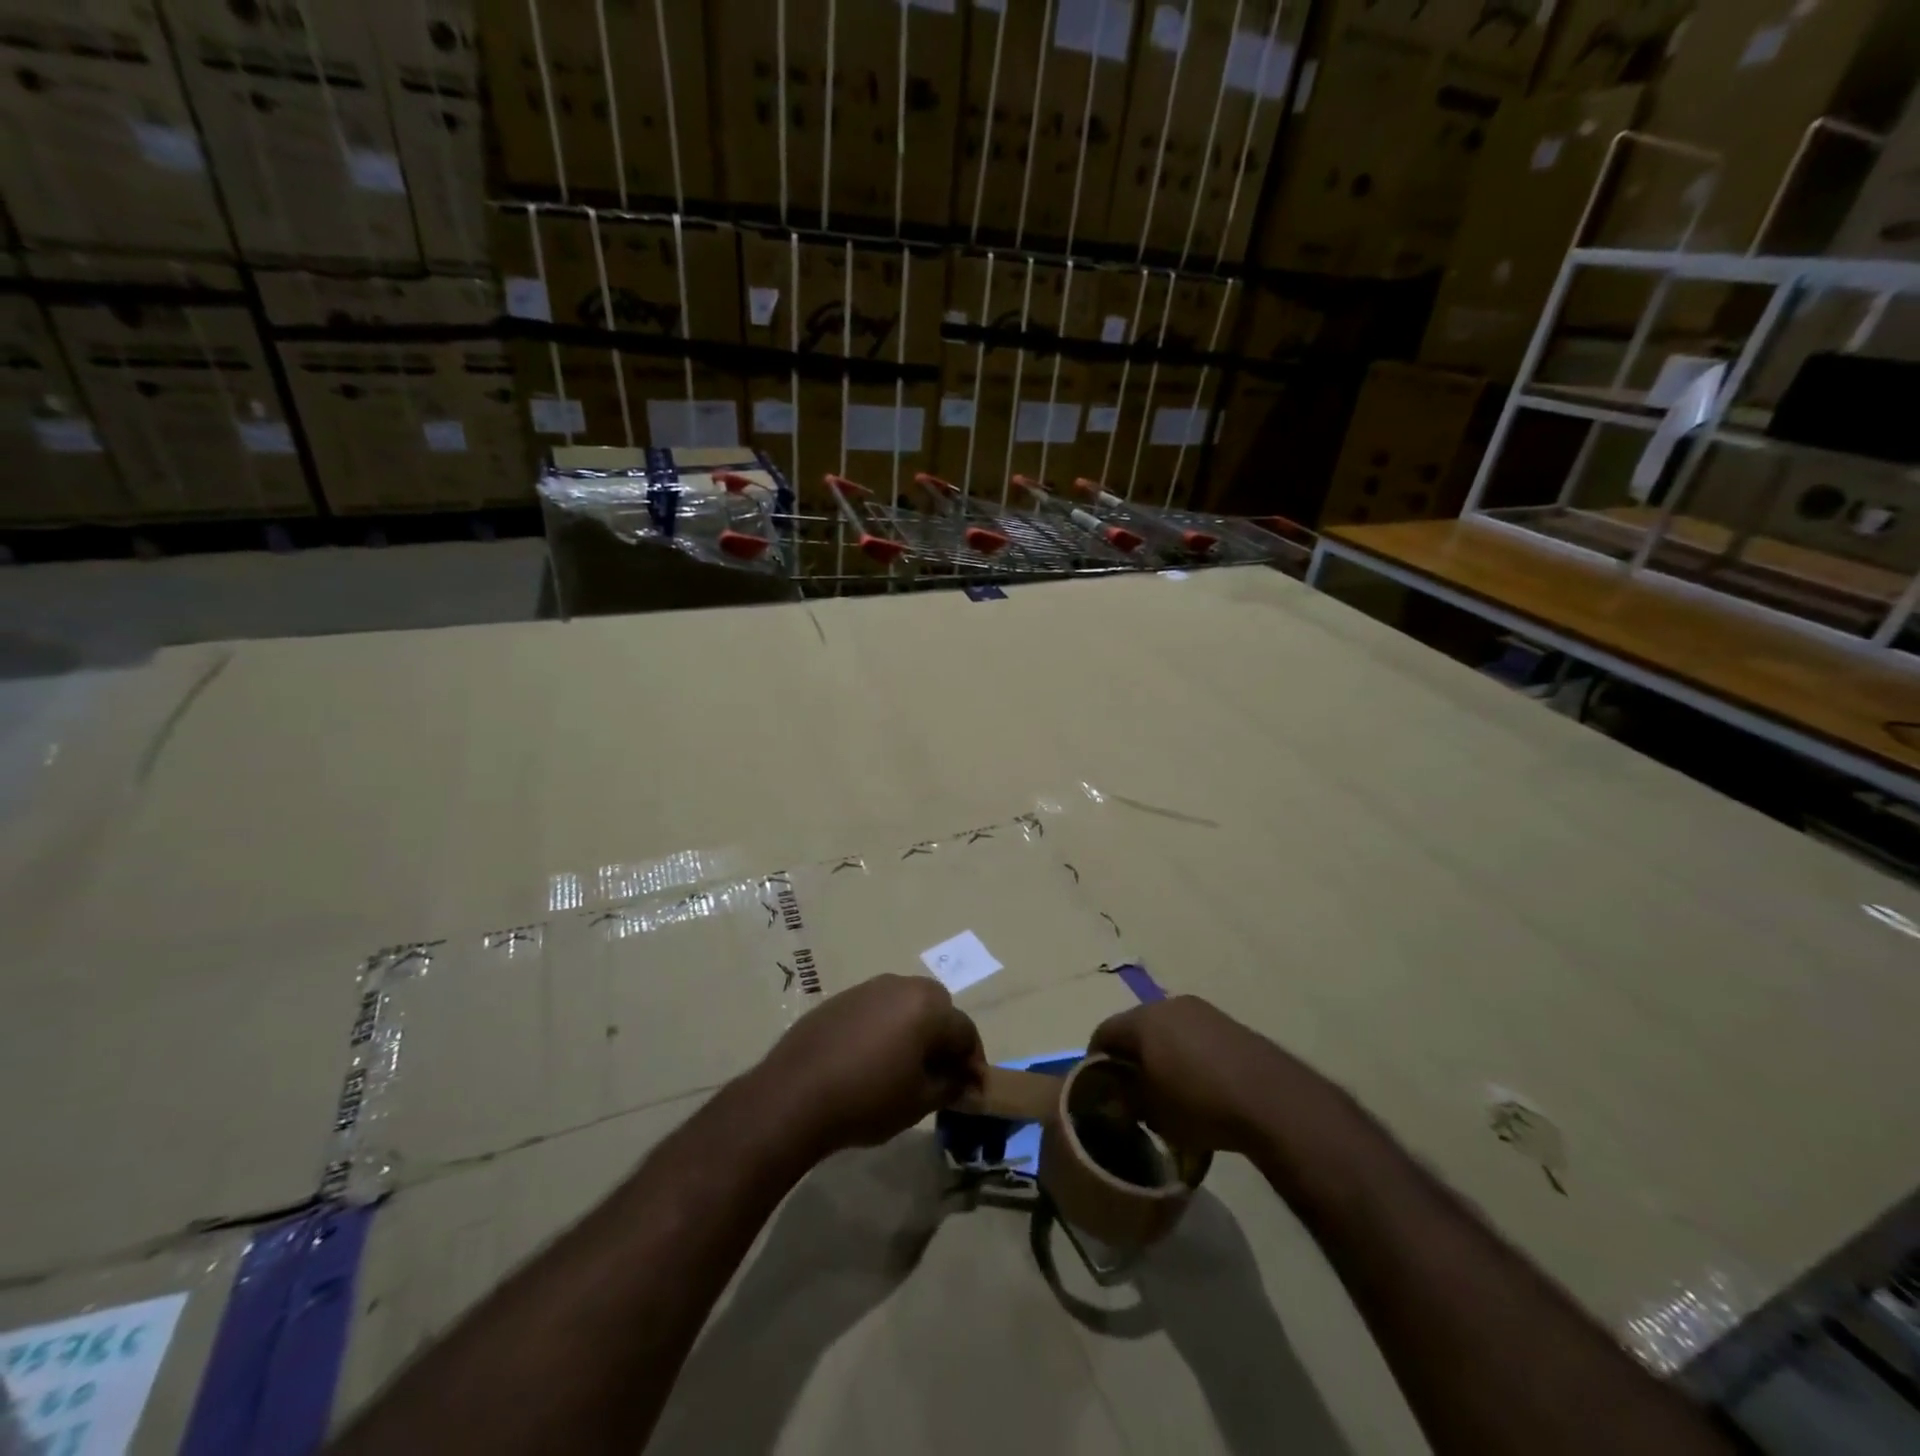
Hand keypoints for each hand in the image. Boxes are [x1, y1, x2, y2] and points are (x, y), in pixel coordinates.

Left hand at [758, 975, 983, 1157]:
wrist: (795, 1094)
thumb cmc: (868, 1098)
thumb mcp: (919, 1101)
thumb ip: (950, 1085)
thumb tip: (965, 1079)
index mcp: (927, 1006)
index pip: (965, 1030)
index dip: (973, 1061)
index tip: (971, 1088)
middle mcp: (901, 985)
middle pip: (937, 1007)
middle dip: (944, 1037)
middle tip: (939, 1073)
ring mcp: (868, 988)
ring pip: (905, 1004)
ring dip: (913, 1028)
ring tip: (904, 1065)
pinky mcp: (841, 999)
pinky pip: (876, 1009)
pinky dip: (884, 1027)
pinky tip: (870, 1059)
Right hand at [1091, 996, 1310, 1153]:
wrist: (1271, 1100)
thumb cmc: (1199, 1104)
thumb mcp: (1153, 1112)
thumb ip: (1127, 1100)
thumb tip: (1116, 1096)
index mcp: (1143, 1020)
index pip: (1104, 1033)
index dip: (1096, 1060)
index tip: (1097, 1087)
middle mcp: (1168, 1004)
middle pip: (1137, 1027)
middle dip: (1130, 1056)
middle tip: (1130, 1089)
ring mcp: (1202, 1011)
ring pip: (1167, 1030)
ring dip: (1161, 1054)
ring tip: (1166, 1089)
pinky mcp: (1229, 1024)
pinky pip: (1195, 1037)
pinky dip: (1187, 1055)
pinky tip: (1198, 1086)